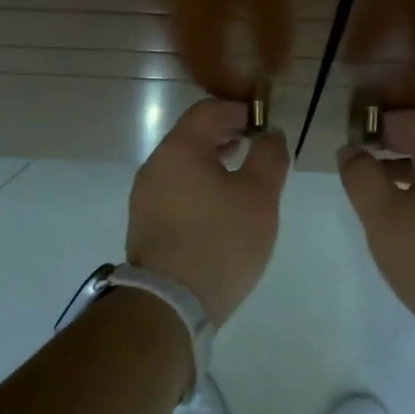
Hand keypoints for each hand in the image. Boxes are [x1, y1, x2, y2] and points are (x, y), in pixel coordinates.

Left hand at [127, 99, 289, 324]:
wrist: (170, 303)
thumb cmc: (220, 241)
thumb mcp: (259, 196)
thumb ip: (269, 157)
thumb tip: (270, 135)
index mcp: (179, 149)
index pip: (208, 110)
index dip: (239, 110)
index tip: (264, 123)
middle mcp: (155, 165)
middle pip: (192, 135)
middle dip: (226, 135)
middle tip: (256, 146)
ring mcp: (145, 195)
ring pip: (183, 164)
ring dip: (212, 162)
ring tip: (241, 175)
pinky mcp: (145, 222)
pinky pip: (175, 189)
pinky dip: (198, 185)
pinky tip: (219, 207)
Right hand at [338, 109, 414, 353]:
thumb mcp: (383, 215)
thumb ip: (362, 177)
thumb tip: (351, 150)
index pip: (412, 120)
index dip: (379, 121)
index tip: (351, 137)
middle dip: (387, 148)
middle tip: (355, 165)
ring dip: (399, 176)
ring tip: (371, 196)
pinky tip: (400, 227)